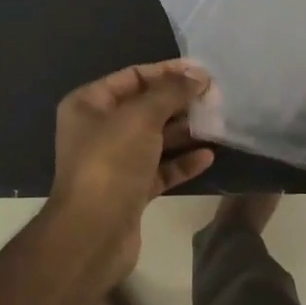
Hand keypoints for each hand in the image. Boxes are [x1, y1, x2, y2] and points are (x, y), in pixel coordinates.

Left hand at [45, 60, 215, 280]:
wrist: (92, 233)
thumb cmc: (111, 162)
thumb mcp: (140, 117)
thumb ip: (170, 92)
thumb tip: (198, 75)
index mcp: (88, 104)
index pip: (132, 77)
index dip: (167, 72)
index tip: (202, 72)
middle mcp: (98, 130)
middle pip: (145, 107)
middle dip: (179, 102)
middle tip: (215, 97)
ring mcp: (114, 162)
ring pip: (154, 139)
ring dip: (184, 131)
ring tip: (216, 122)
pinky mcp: (130, 191)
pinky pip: (160, 169)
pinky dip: (182, 162)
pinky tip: (208, 156)